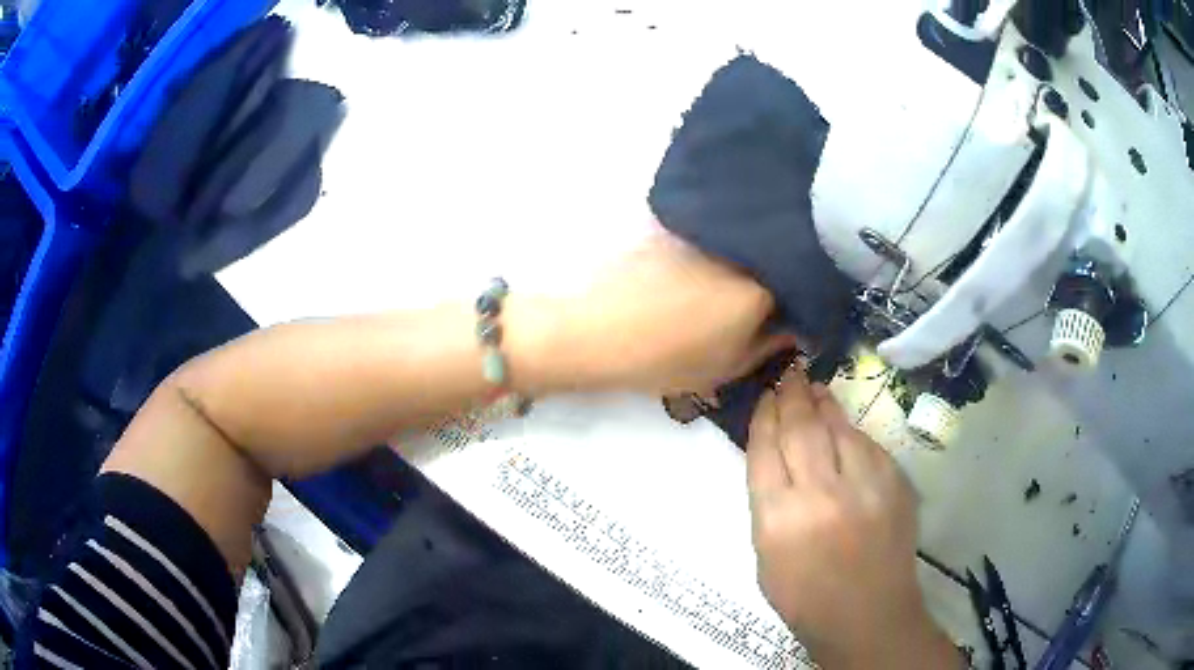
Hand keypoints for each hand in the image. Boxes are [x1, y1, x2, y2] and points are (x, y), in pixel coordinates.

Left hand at [557, 230, 796, 394]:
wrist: (593, 330)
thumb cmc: (663, 359)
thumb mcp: (724, 368)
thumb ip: (768, 348)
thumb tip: (794, 329)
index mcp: (759, 290)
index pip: (802, 290)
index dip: (803, 303)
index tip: (794, 315)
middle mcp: (741, 253)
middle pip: (775, 260)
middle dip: (780, 279)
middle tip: (768, 303)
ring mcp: (709, 236)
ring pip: (746, 246)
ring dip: (750, 261)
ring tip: (735, 286)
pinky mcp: (680, 228)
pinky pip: (716, 237)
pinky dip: (722, 251)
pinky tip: (705, 270)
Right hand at [746, 370, 959, 669]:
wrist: (869, 615)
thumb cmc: (806, 597)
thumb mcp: (766, 557)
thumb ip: (768, 504)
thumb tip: (774, 457)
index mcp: (779, 520)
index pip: (765, 450)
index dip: (764, 417)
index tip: (765, 397)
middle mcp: (822, 494)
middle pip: (801, 429)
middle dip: (791, 396)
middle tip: (787, 374)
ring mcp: (865, 486)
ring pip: (839, 428)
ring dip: (823, 404)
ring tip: (813, 387)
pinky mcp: (895, 484)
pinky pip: (868, 445)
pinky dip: (851, 431)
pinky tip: (844, 425)